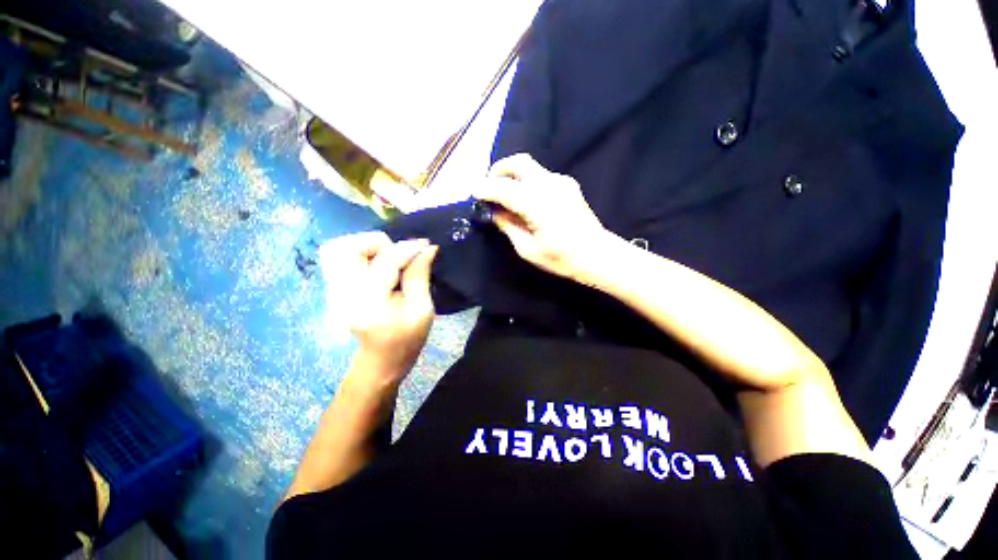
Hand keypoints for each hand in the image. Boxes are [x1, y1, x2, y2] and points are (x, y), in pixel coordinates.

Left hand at [319, 232, 438, 380]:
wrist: (379, 363)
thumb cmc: (407, 340)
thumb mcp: (422, 309)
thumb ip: (420, 275)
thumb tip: (428, 248)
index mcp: (370, 301)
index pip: (386, 260)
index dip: (408, 248)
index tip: (425, 244)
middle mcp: (343, 292)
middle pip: (346, 247)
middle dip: (377, 243)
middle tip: (397, 255)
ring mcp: (333, 291)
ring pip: (336, 249)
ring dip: (365, 246)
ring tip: (386, 259)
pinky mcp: (333, 290)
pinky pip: (338, 258)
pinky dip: (358, 254)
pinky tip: (377, 266)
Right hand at [473, 153, 608, 282]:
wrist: (597, 254)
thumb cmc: (561, 258)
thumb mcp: (527, 249)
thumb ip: (508, 226)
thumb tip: (494, 211)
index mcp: (537, 203)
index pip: (503, 187)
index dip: (485, 188)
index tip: (474, 194)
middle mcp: (549, 184)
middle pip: (518, 163)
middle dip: (498, 170)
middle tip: (489, 187)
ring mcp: (561, 181)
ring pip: (530, 166)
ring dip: (512, 175)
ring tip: (504, 194)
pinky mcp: (568, 184)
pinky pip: (540, 175)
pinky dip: (526, 181)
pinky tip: (525, 199)